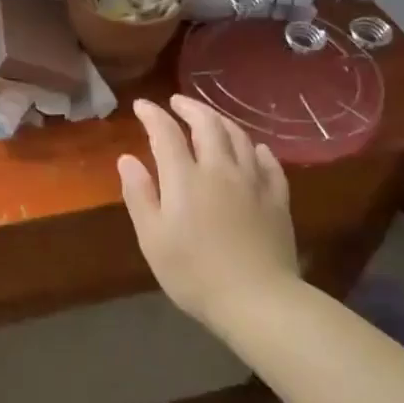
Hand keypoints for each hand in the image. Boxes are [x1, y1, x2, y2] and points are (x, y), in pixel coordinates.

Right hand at [118, 95, 301, 327]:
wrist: (257, 300)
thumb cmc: (194, 273)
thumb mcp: (152, 238)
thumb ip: (139, 194)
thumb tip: (127, 159)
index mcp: (185, 177)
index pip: (165, 132)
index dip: (152, 114)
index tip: (141, 105)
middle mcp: (220, 169)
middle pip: (207, 124)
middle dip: (190, 107)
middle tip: (176, 102)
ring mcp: (253, 181)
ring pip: (239, 137)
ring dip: (221, 121)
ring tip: (209, 118)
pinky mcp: (277, 199)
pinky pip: (268, 162)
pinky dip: (256, 149)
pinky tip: (253, 149)